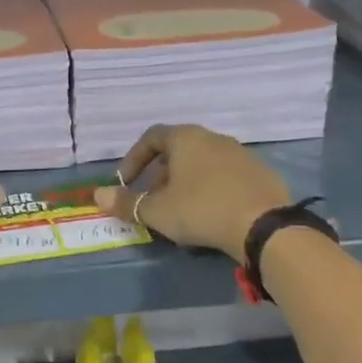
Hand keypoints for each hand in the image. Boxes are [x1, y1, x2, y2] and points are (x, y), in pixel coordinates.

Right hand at [93, 124, 288, 260]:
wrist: (263, 225)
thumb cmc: (201, 209)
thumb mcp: (157, 210)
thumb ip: (126, 203)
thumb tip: (97, 196)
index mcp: (186, 138)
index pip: (151, 137)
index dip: (133, 159)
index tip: (125, 183)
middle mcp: (213, 138)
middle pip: (178, 150)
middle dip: (160, 175)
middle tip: (152, 200)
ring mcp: (241, 154)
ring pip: (203, 163)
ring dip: (185, 183)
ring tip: (180, 210)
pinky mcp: (260, 174)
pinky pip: (225, 177)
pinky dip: (211, 190)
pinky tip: (211, 215)